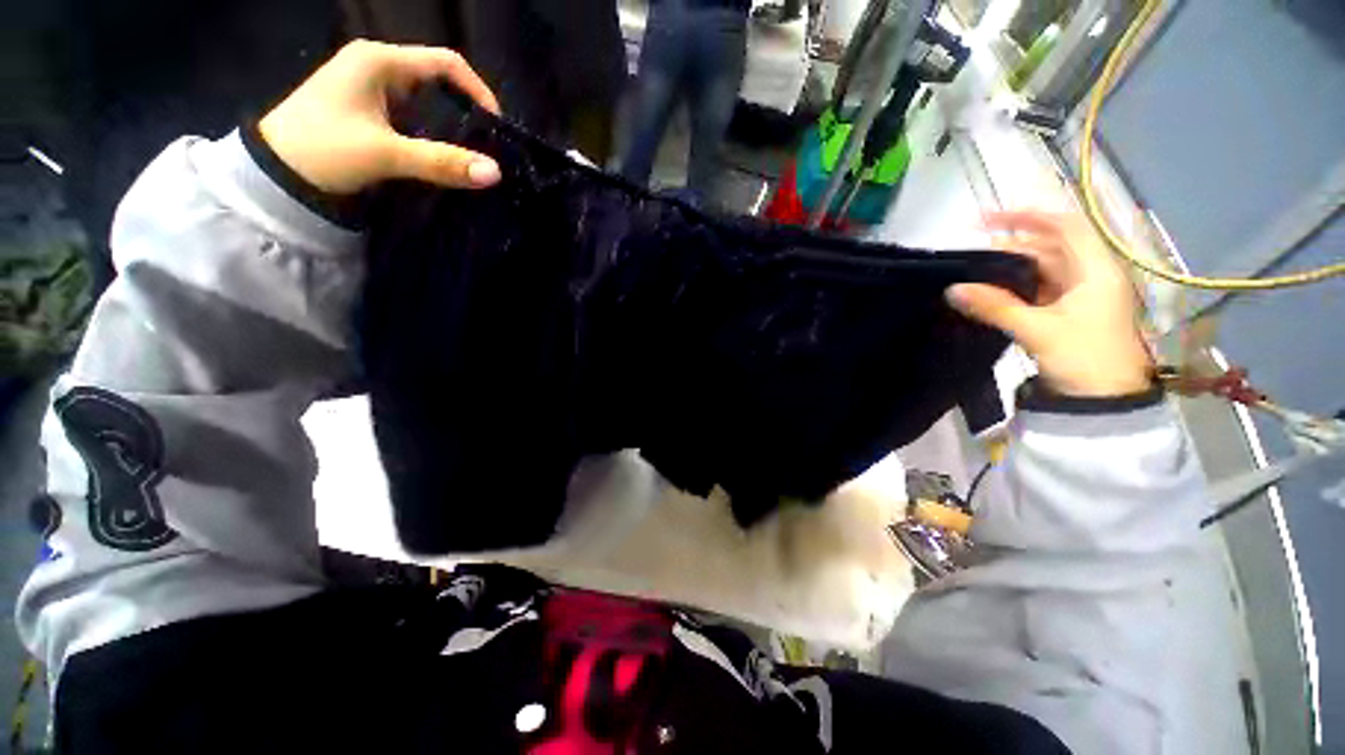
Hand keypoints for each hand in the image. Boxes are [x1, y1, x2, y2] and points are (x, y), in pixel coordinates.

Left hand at [258, 40, 501, 193]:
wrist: (274, 174)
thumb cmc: (323, 149)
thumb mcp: (386, 154)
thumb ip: (442, 162)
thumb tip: (496, 173)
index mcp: (379, 61)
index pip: (445, 63)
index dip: (478, 90)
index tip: (496, 125)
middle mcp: (377, 67)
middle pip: (438, 82)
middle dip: (466, 113)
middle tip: (487, 146)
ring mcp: (370, 89)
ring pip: (426, 102)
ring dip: (450, 127)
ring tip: (470, 155)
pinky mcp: (368, 111)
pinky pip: (413, 117)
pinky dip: (432, 135)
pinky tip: (442, 155)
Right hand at [946, 211, 1152, 397]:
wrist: (1104, 402)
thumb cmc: (1084, 358)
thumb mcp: (1038, 330)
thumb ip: (995, 307)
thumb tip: (952, 289)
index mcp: (1096, 270)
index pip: (1065, 227)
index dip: (1029, 217)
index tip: (989, 219)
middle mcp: (1090, 275)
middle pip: (1050, 247)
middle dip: (1011, 247)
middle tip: (972, 255)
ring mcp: (1079, 295)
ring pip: (1042, 269)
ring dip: (1010, 269)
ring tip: (974, 274)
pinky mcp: (1067, 313)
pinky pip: (1038, 289)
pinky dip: (1014, 288)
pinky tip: (990, 292)